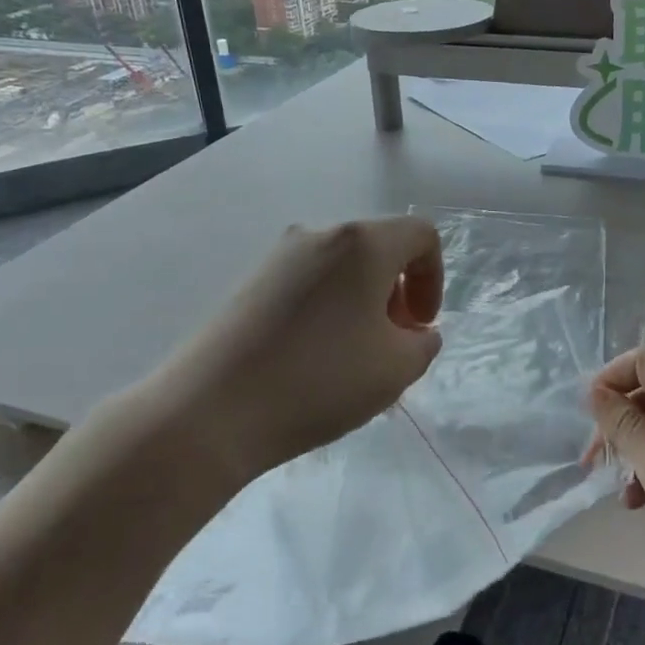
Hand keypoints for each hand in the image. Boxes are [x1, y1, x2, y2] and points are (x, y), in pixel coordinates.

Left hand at [136, 218, 442, 486]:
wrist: (210, 410)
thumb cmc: (319, 380)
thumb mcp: (395, 369)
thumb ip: (424, 343)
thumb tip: (415, 332)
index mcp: (362, 243)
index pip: (421, 235)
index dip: (434, 278)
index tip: (421, 326)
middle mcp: (319, 234)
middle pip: (379, 249)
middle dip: (398, 292)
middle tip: (391, 343)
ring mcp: (278, 256)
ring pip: (342, 268)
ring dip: (363, 302)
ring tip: (353, 356)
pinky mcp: (250, 282)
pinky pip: (308, 283)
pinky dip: (328, 308)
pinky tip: (313, 358)